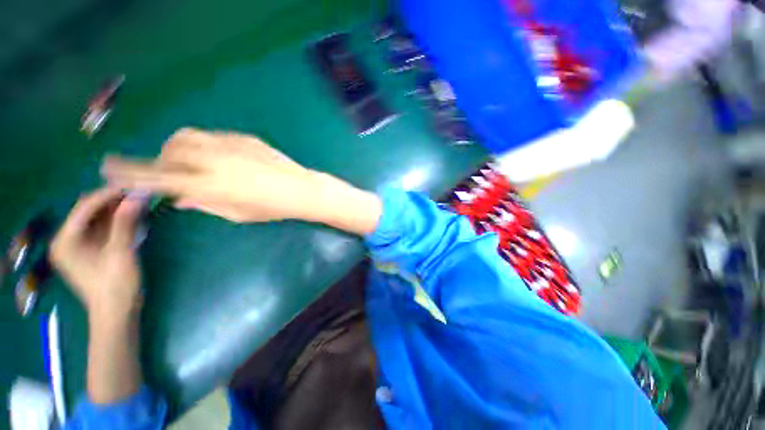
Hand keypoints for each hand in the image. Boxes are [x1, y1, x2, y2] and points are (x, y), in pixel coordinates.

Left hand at [50, 187, 144, 319]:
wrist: (117, 311)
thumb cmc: (114, 285)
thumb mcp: (121, 252)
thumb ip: (125, 223)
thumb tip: (137, 195)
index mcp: (66, 240)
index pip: (85, 207)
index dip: (108, 194)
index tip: (132, 185)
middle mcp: (67, 239)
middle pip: (90, 211)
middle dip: (114, 200)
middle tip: (138, 193)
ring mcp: (79, 244)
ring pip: (98, 217)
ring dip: (118, 209)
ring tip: (139, 201)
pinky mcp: (91, 249)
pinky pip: (103, 227)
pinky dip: (118, 220)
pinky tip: (134, 215)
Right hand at [102, 128, 319, 222]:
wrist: (301, 189)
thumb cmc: (272, 208)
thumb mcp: (236, 213)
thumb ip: (204, 204)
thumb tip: (180, 199)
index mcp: (208, 185)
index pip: (157, 177)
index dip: (129, 173)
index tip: (108, 168)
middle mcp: (212, 160)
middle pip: (169, 150)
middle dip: (162, 159)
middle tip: (172, 172)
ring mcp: (229, 145)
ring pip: (187, 137)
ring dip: (181, 148)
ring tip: (193, 163)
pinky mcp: (244, 138)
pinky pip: (213, 136)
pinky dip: (205, 145)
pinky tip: (220, 157)